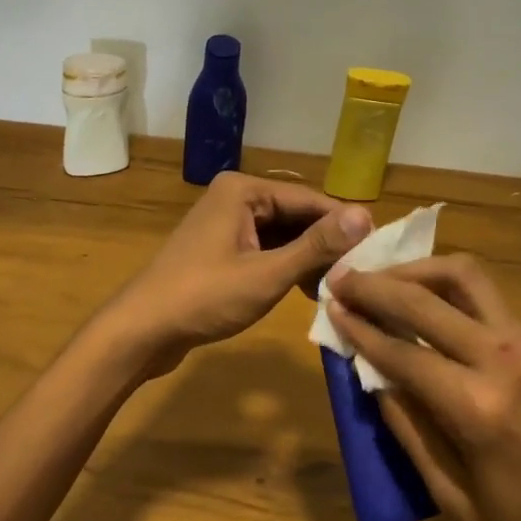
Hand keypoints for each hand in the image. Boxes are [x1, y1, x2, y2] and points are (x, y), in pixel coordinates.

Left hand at [102, 173, 371, 370]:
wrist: (141, 330)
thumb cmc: (204, 297)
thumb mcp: (266, 274)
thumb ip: (316, 246)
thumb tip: (365, 215)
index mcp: (244, 190)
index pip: (310, 199)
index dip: (344, 225)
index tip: (379, 251)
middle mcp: (235, 196)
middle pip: (295, 215)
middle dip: (325, 244)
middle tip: (361, 274)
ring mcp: (225, 223)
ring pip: (281, 234)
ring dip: (307, 258)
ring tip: (338, 286)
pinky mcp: (221, 248)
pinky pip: (264, 248)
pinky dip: (285, 266)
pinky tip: (306, 291)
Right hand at [328, 255, 520, 520]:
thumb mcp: (458, 502)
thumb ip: (411, 434)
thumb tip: (375, 381)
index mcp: (477, 407)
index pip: (400, 351)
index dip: (359, 327)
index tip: (329, 306)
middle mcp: (501, 358)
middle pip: (424, 300)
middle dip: (376, 285)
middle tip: (342, 278)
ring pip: (462, 276)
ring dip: (415, 269)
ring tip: (383, 276)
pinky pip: (485, 294)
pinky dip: (445, 284)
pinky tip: (426, 296)